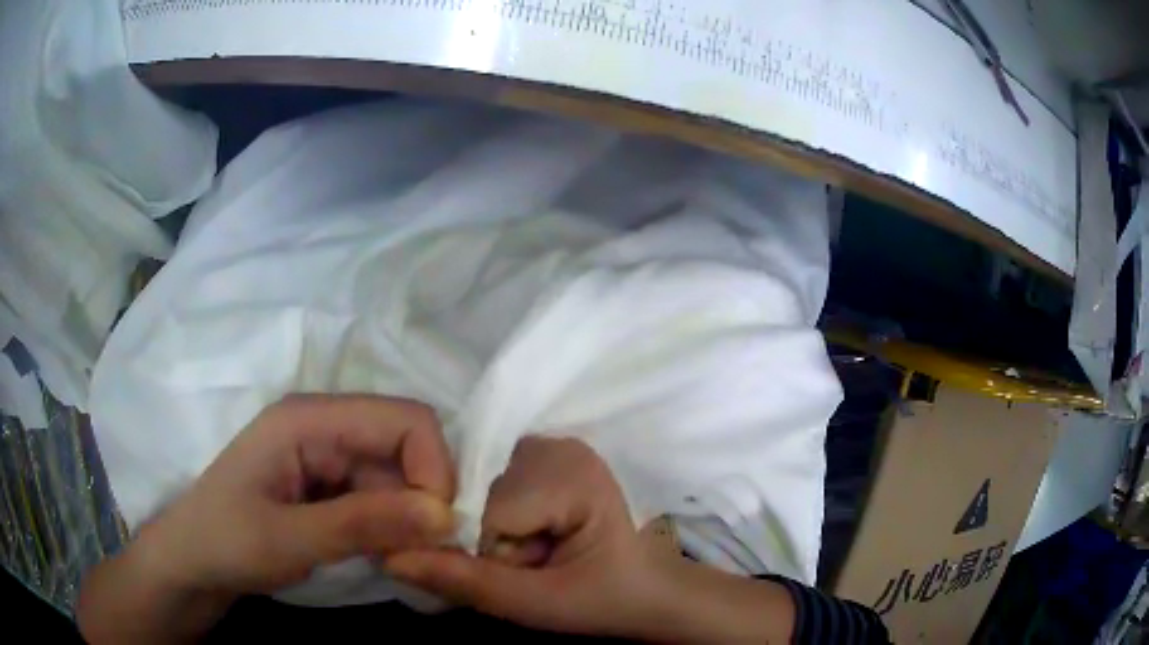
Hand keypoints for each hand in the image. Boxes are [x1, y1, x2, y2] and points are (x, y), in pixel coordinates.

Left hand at [78, 394, 456, 643]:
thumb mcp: (289, 539)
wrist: (191, 565)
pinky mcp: (327, 487)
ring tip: (397, 563)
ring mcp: (326, 458)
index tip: (435, 529)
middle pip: (405, 448)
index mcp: (309, 418)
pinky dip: (392, 529)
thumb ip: (363, 524)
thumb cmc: (225, 542)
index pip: (405, 419)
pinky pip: (380, 499)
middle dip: (423, 501)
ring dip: (408, 521)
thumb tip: (445, 515)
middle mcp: (324, 427)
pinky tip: (382, 556)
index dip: (433, 468)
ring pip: (397, 478)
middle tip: (420, 556)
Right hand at [385, 436, 673, 636]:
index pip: (484, 508)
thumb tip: (391, 559)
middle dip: (489, 544)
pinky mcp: (540, 459)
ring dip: (492, 535)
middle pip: (477, 493)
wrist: (651, 590)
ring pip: (477, 492)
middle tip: (533, 569)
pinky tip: (531, 541)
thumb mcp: (540, 604)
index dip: (484, 555)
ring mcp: (547, 447)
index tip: (520, 580)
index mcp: (569, 473)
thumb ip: (467, 582)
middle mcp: (554, 445)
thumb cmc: (608, 599)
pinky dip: (498, 523)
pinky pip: (489, 489)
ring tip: (535, 558)